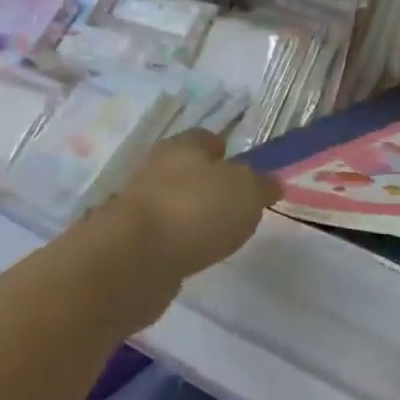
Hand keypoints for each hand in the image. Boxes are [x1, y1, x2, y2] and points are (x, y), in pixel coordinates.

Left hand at [111, 130, 279, 304]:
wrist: (131, 262)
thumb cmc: (195, 211)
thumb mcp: (247, 192)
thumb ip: (261, 185)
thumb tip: (270, 183)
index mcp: (183, 146)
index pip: (207, 138)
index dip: (227, 152)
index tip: (245, 172)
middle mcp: (156, 169)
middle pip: (187, 171)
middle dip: (208, 186)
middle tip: (235, 207)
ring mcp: (138, 207)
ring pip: (173, 204)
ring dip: (190, 216)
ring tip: (217, 236)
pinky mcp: (128, 243)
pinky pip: (161, 237)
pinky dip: (175, 244)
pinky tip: (191, 257)